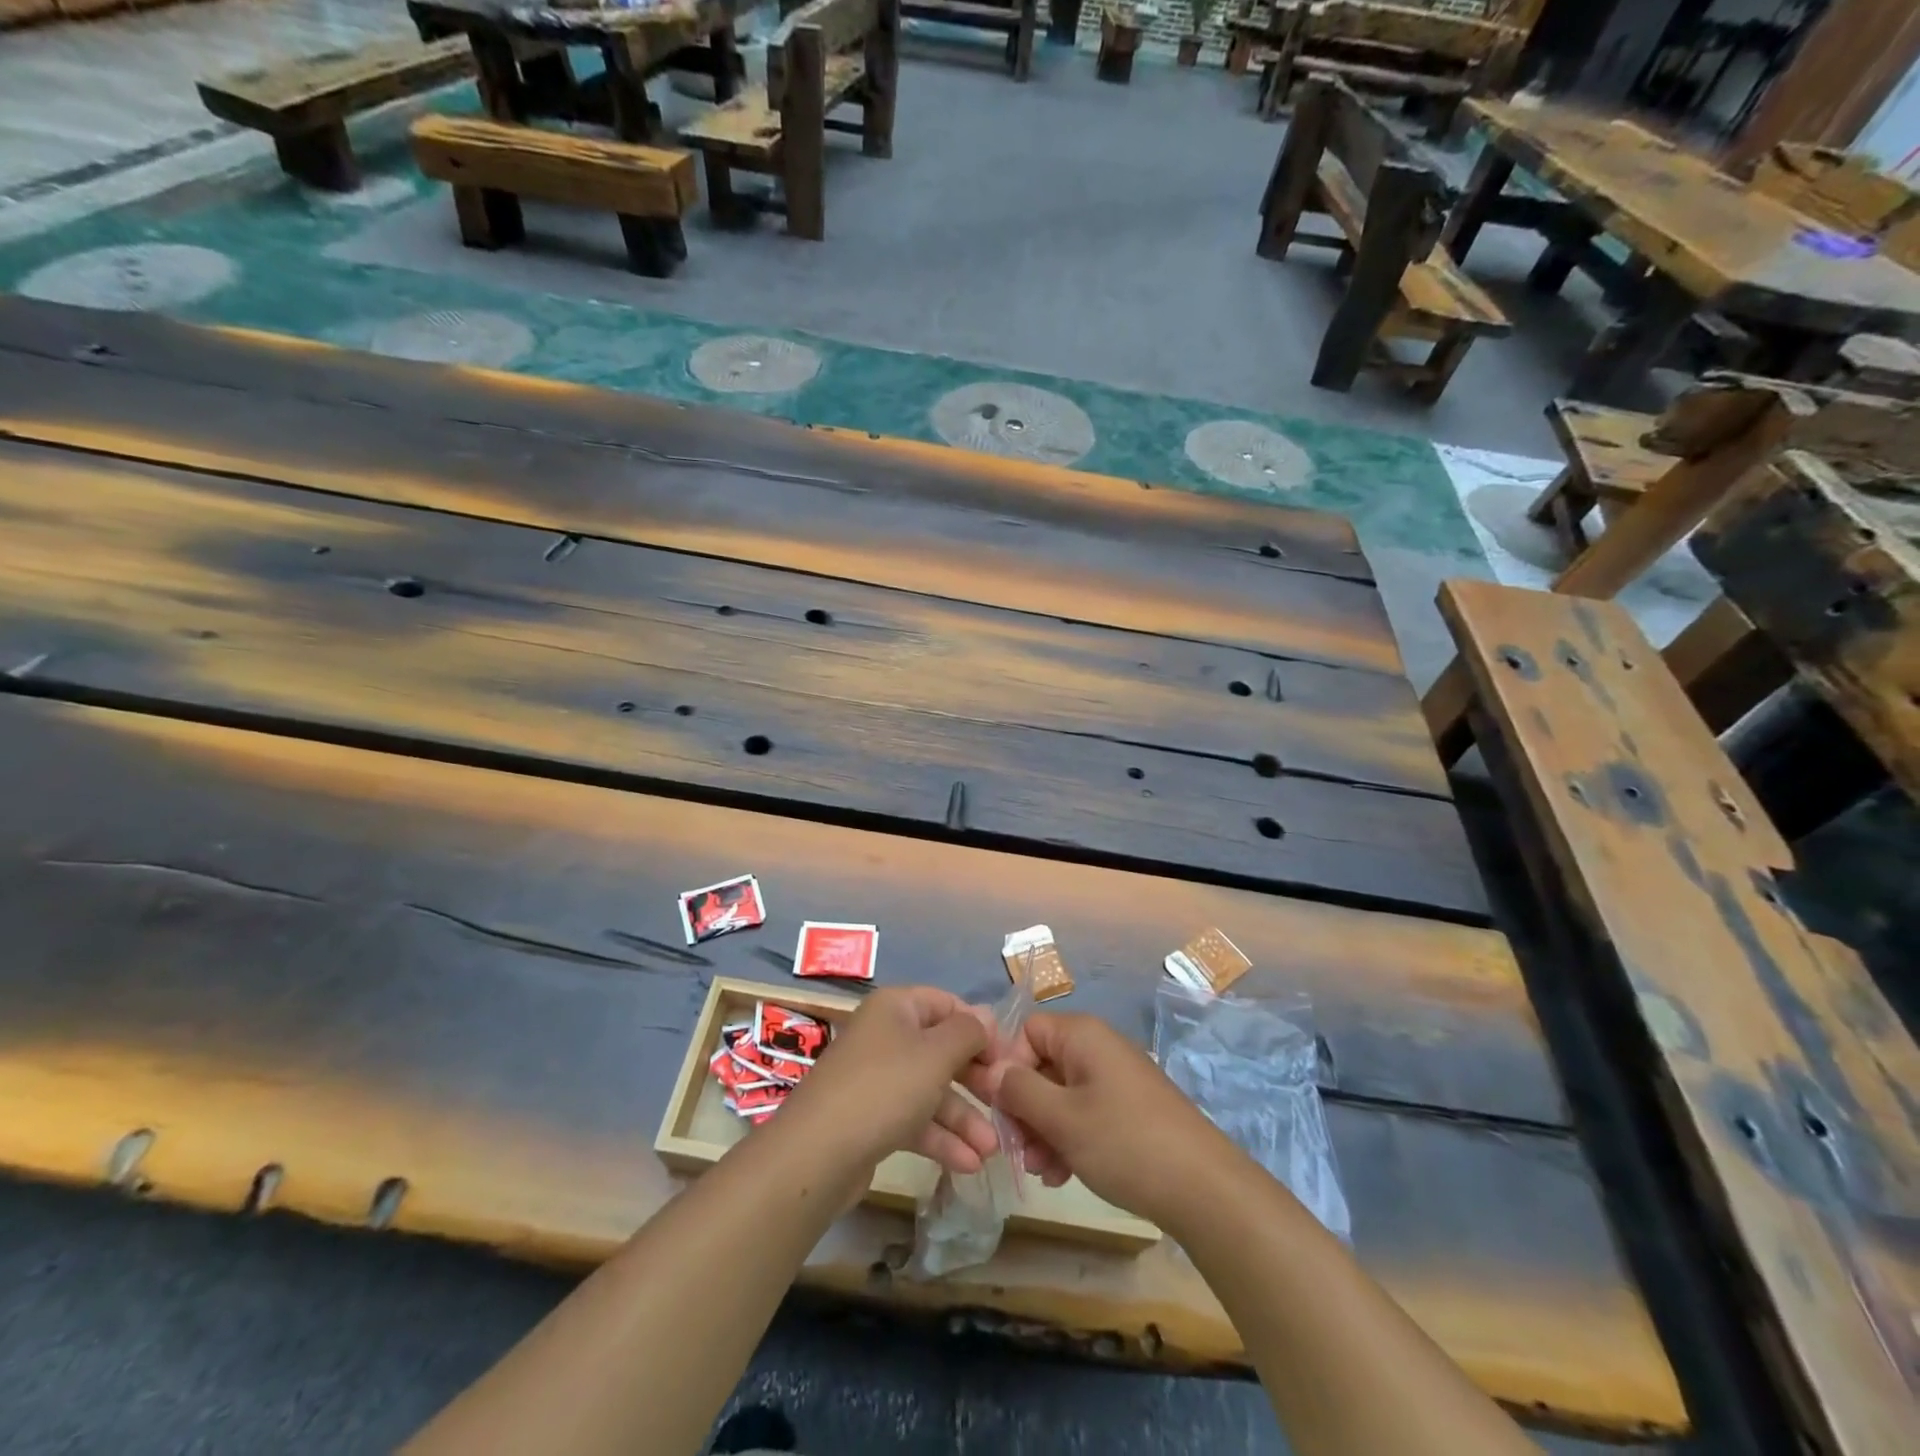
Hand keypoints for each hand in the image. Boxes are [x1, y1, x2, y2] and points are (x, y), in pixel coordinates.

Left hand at [778, 986, 1000, 1177]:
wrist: (817, 1153)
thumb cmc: (885, 1088)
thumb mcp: (936, 1054)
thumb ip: (968, 1032)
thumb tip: (986, 1017)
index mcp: (896, 1008)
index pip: (947, 1004)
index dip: (979, 1027)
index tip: (1007, 1057)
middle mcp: (885, 1036)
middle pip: (941, 1049)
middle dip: (975, 1079)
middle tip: (1005, 1102)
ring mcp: (876, 1078)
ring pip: (930, 1090)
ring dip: (963, 1118)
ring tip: (992, 1150)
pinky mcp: (871, 1118)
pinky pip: (914, 1119)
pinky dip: (940, 1138)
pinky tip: (968, 1164)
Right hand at [977, 1012, 1230, 1224]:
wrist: (1204, 1188)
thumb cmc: (1124, 1142)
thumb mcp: (1062, 1118)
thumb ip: (1019, 1091)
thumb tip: (989, 1071)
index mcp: (1082, 1035)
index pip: (1026, 1031)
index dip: (1008, 1066)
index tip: (999, 1108)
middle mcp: (1098, 1047)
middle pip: (1041, 1065)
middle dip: (1024, 1108)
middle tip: (1016, 1150)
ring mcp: (1115, 1079)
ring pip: (1060, 1094)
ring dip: (1043, 1130)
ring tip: (1041, 1171)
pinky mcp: (1128, 1109)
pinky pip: (1084, 1113)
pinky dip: (1068, 1138)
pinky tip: (1062, 1176)